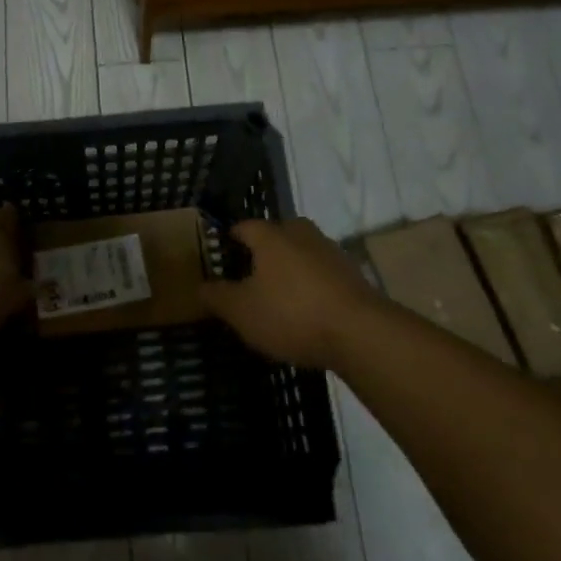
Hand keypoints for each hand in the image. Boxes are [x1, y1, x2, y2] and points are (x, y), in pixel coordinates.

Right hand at [201, 218, 384, 369]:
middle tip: (249, 274)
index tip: (220, 254)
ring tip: (277, 294)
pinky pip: (321, 273)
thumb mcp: (241, 311)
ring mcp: (331, 252)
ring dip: (289, 268)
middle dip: (263, 250)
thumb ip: (217, 296)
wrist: (361, 333)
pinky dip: (311, 285)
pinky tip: (306, 309)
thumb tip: (200, 286)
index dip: (229, 239)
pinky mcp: (353, 275)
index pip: (243, 226)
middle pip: (277, 234)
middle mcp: (301, 234)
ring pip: (302, 252)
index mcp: (271, 236)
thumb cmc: (291, 314)